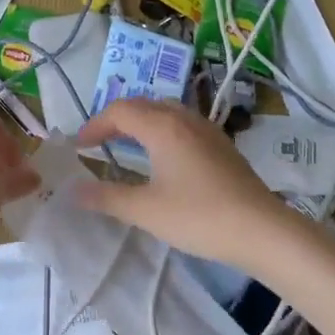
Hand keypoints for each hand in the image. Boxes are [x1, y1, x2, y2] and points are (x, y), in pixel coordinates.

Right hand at [73, 99, 305, 272]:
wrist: (260, 229)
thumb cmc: (198, 216)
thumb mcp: (145, 210)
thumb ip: (107, 197)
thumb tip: (74, 190)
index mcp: (162, 126)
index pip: (119, 111)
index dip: (95, 125)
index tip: (79, 146)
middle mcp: (184, 118)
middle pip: (143, 105)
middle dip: (116, 119)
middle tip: (98, 142)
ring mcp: (207, 129)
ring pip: (166, 112)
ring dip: (141, 122)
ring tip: (126, 145)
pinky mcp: (222, 144)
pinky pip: (183, 125)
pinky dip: (162, 131)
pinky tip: (163, 157)